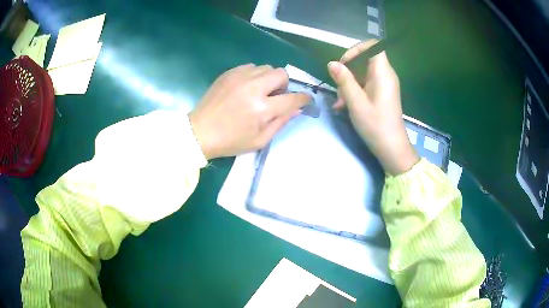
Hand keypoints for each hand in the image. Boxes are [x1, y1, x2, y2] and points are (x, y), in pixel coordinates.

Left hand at [189, 64, 309, 159]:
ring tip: (258, 92)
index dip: (303, 98)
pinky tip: (245, 88)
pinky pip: (250, 67)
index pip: (293, 98)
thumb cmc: (231, 141)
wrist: (200, 132)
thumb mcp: (260, 140)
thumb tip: (297, 109)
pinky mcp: (229, 73)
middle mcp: (253, 88)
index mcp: (262, 108)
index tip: (305, 99)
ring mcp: (240, 77)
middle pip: (281, 73)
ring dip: (268, 79)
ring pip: (266, 67)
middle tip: (275, 96)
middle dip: (284, 84)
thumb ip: (281, 122)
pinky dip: (254, 76)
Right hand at [328, 40, 418, 174]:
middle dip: (348, 69)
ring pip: (363, 72)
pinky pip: (366, 84)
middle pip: (365, 59)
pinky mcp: (382, 93)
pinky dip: (355, 90)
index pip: (373, 46)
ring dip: (349, 83)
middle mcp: (386, 75)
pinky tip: (344, 105)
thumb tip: (332, 63)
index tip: (344, 63)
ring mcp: (384, 84)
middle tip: (338, 85)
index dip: (356, 49)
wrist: (391, 148)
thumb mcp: (356, 102)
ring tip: (340, 101)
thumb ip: (344, 80)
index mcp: (383, 73)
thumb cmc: (376, 125)